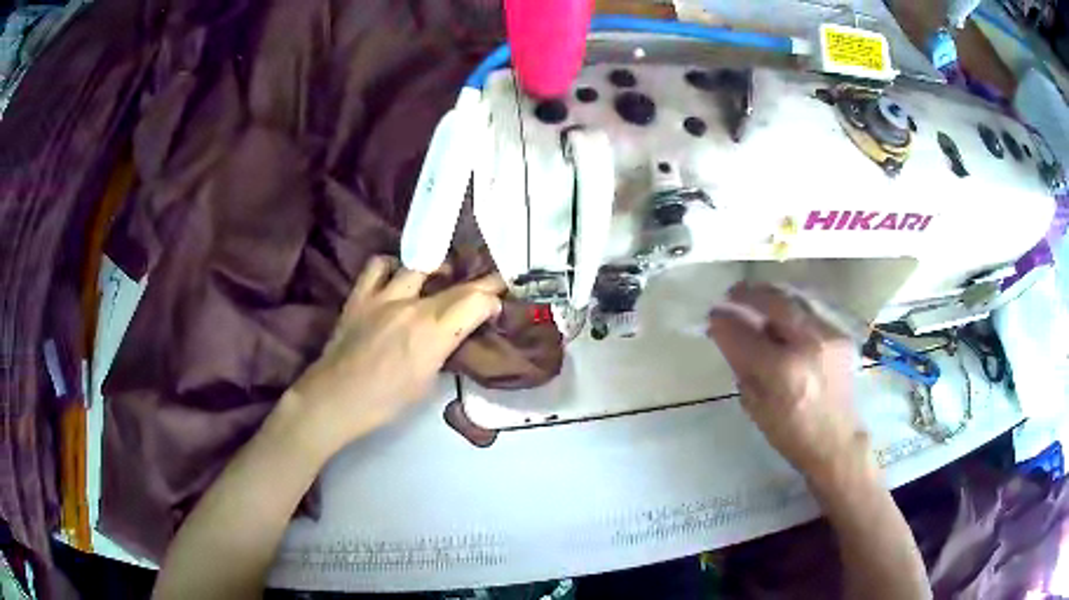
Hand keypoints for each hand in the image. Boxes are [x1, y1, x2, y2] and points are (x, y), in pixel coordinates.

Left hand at [287, 256, 504, 451]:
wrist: (336, 398)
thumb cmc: (386, 402)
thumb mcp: (428, 383)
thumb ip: (444, 351)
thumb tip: (455, 336)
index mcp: (433, 332)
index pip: (477, 301)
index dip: (494, 299)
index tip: (500, 303)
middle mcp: (412, 305)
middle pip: (457, 284)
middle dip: (480, 284)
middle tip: (489, 287)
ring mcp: (383, 296)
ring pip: (420, 266)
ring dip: (438, 270)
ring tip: (442, 277)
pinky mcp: (360, 295)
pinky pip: (379, 266)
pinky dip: (393, 267)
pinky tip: (398, 277)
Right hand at [707, 283, 867, 484]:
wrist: (836, 440)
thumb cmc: (791, 433)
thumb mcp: (755, 406)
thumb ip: (741, 365)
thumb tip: (724, 333)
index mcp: (783, 372)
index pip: (745, 335)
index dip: (724, 321)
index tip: (712, 315)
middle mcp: (809, 346)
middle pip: (775, 303)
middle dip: (748, 295)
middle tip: (732, 294)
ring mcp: (829, 336)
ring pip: (795, 299)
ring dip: (771, 294)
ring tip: (754, 295)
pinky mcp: (841, 334)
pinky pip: (811, 309)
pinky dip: (792, 305)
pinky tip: (781, 310)